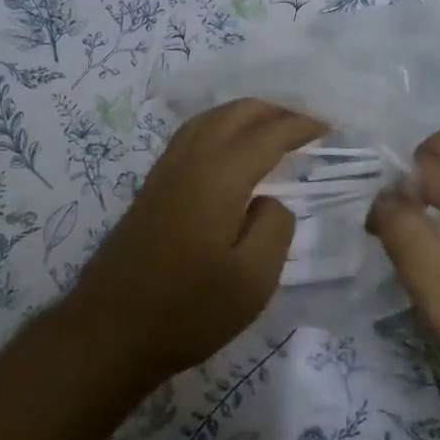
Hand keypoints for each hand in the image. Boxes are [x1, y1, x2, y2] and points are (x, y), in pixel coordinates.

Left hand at [71, 99, 324, 383]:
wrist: (111, 329)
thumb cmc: (188, 309)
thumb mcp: (253, 279)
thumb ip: (274, 227)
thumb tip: (269, 200)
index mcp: (218, 176)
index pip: (267, 134)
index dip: (300, 126)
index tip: (329, 128)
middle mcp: (190, 160)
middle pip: (234, 113)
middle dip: (274, 110)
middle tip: (305, 126)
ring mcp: (164, 171)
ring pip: (208, 119)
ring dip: (244, 115)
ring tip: (272, 129)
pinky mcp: (151, 187)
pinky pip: (191, 136)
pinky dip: (219, 128)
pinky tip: (228, 150)